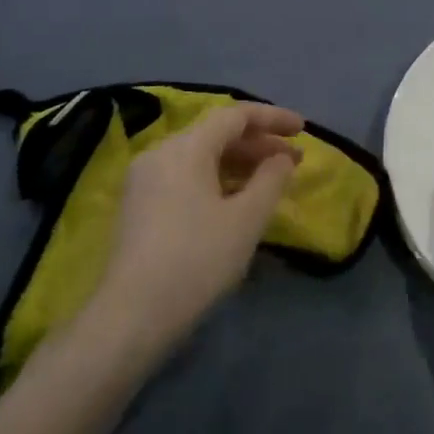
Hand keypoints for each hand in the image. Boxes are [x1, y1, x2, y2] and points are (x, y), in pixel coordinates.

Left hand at [97, 102, 302, 354]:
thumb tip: (282, 158)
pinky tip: (235, 201)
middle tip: (293, 161)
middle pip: (216, 134)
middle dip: (258, 143)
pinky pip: (185, 176)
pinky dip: (216, 179)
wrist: (130, 318)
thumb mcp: (245, 220)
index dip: (273, 118)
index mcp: (186, 147)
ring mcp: (144, 179)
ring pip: (200, 156)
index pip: (236, 115)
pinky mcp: (138, 206)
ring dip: (238, 163)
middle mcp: (161, 152)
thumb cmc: (196, 261)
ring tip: (270, 181)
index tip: (303, 129)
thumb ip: (271, 180)